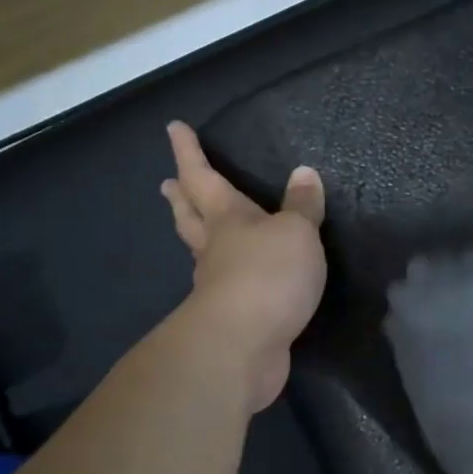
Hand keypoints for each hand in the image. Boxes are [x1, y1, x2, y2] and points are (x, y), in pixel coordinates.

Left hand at [160, 122, 326, 411]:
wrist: (243, 346)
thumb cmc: (268, 275)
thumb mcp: (297, 232)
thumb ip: (303, 206)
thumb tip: (305, 173)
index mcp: (228, 219)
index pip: (203, 177)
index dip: (189, 152)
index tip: (174, 127)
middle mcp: (215, 248)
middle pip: (191, 215)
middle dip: (182, 196)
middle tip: (167, 183)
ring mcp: (216, 286)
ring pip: (201, 251)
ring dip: (194, 234)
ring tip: (194, 225)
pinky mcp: (229, 318)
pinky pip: (223, 285)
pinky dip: (224, 274)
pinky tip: (231, 277)